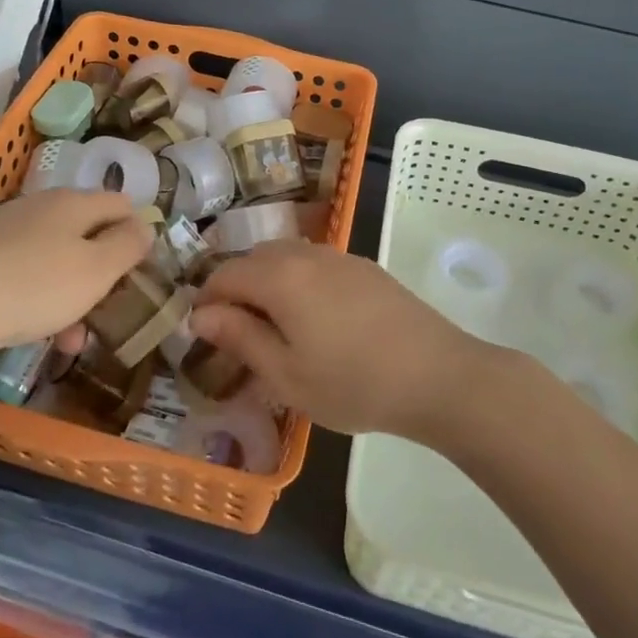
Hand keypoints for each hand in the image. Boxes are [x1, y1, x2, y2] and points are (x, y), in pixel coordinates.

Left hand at [0, 190, 150, 371]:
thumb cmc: (33, 288)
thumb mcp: (96, 270)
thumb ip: (128, 245)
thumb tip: (143, 226)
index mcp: (72, 201)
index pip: (122, 204)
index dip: (138, 235)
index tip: (142, 274)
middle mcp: (40, 207)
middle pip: (88, 234)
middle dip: (103, 274)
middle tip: (109, 312)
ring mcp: (5, 232)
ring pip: (57, 260)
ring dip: (74, 296)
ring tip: (73, 340)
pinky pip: (26, 275)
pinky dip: (40, 301)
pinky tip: (36, 333)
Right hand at [192, 241, 491, 441]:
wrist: (438, 375)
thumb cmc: (353, 383)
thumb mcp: (286, 374)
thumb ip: (240, 338)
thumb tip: (200, 315)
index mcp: (279, 277)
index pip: (225, 275)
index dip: (206, 301)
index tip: (202, 333)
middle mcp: (305, 254)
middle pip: (254, 259)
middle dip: (236, 289)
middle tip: (237, 333)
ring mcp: (339, 257)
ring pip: (286, 257)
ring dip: (267, 282)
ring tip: (274, 326)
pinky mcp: (364, 267)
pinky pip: (314, 263)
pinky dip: (298, 280)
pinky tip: (314, 318)